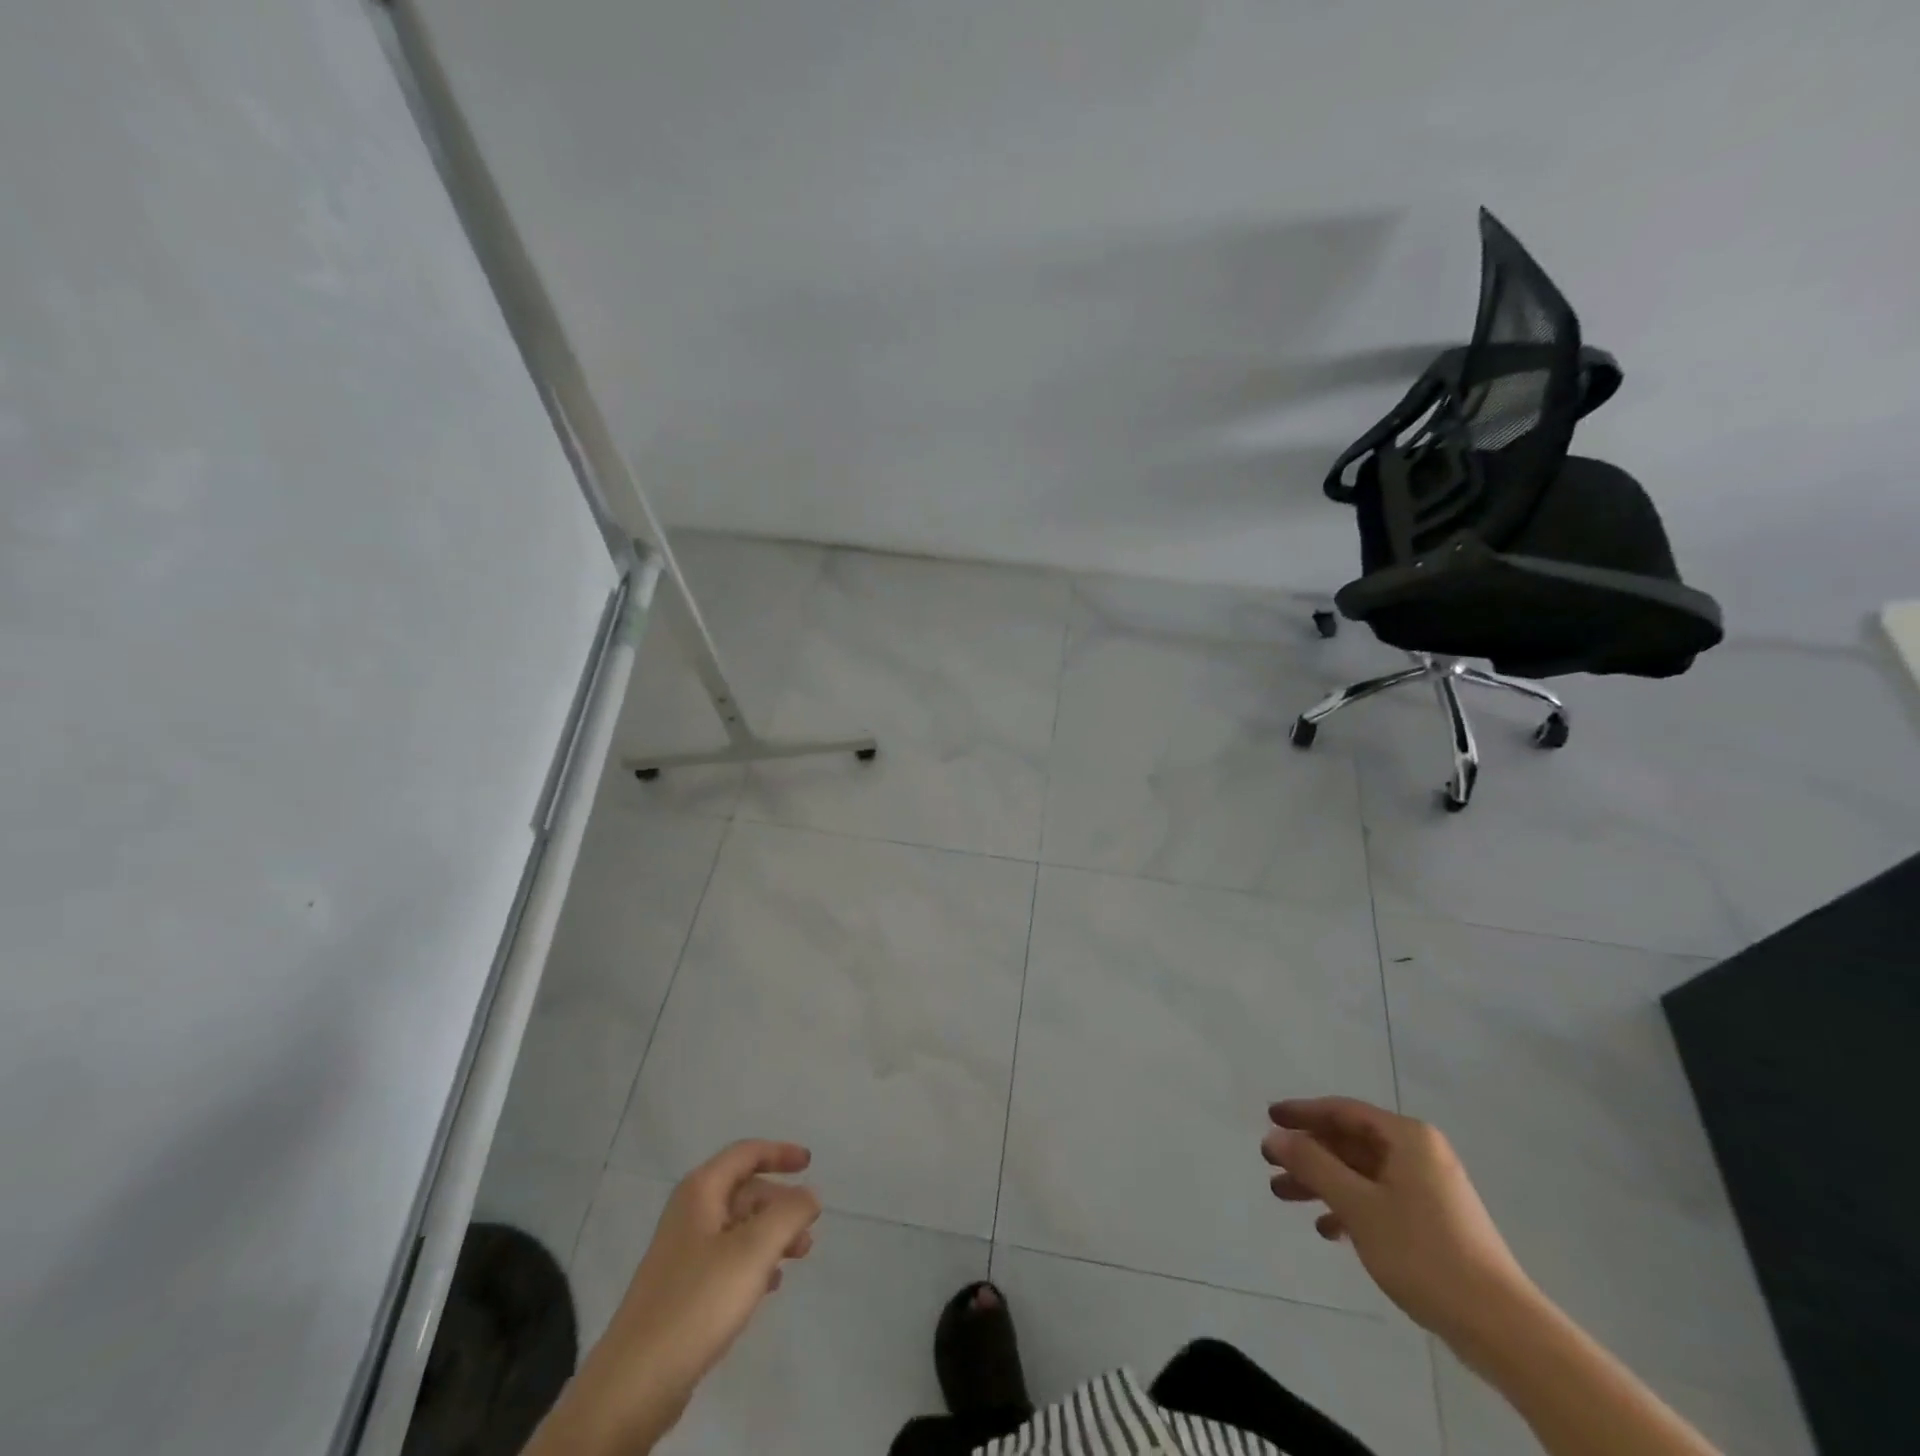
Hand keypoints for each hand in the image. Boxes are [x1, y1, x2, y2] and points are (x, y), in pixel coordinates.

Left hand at [550, 1141, 820, 1454]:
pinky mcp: (682, 1290)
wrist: (634, 1384)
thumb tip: (809, 1195)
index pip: (746, 1153)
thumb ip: (788, 1214)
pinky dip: (753, 1263)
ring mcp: (682, 1253)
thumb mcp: (753, 1251)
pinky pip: (727, 1260)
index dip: (780, 1153)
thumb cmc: (697, 1302)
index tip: (810, 1163)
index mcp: (700, 1192)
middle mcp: (689, 1214)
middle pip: (744, 1191)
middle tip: (809, 1228)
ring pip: (738, 1228)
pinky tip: (769, 1286)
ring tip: (799, 1256)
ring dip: (771, 1235)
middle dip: (780, 1204)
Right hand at [1261, 1097, 1533, 1343]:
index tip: (1269, 1117)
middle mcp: (1420, 1153)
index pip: (1343, 1111)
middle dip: (1309, 1153)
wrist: (1501, 1327)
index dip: (1302, 1113)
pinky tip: (1328, 1230)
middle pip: (1350, 1142)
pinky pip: (1380, 1199)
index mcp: (1407, 1137)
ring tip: (1284, 1196)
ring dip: (1323, 1182)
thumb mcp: (1358, 1205)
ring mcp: (1429, 1189)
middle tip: (1271, 1164)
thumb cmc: (1423, 1252)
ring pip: (1362, 1173)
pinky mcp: (1434, 1222)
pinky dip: (1350, 1207)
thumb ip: (1313, 1165)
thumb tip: (1274, 1136)